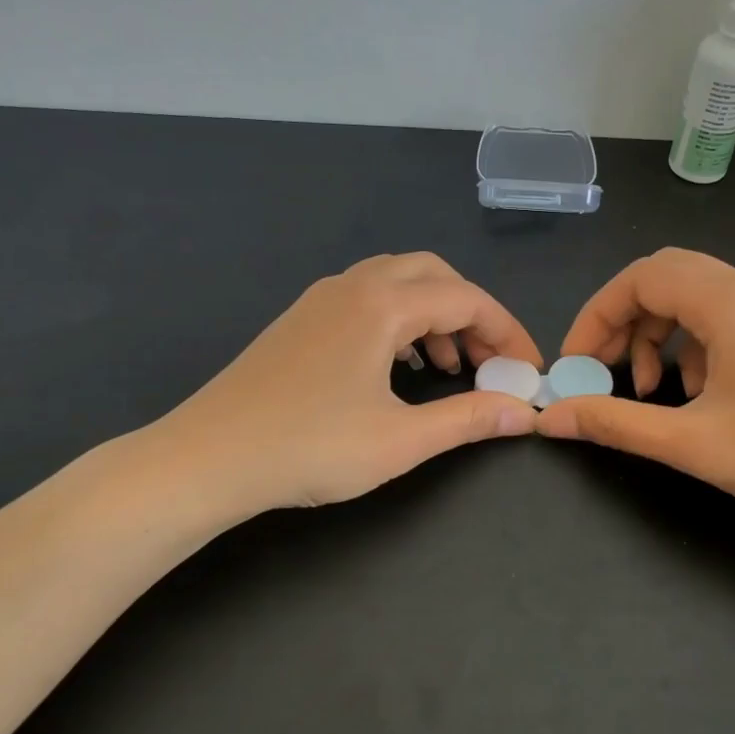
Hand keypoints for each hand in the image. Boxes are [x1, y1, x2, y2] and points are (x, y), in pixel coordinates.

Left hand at [137, 254, 542, 524]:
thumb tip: (523, 412)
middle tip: (488, 361)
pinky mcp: (301, 320)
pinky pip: (367, 299)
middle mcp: (353, 286)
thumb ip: (468, 419)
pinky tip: (399, 365)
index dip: (507, 332)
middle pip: (434, 274)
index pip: (467, 298)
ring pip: (397, 282)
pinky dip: (400, 319)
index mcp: (381, 304)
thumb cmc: (308, 448)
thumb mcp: (400, 440)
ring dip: (435, 314)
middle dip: (472, 313)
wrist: (206, 459)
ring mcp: (321, 299)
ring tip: (450, 366)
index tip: (528, 370)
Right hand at [536, 249, 734, 535]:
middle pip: (664, 277)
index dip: (596, 315)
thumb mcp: (690, 442)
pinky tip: (697, 392)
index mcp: (730, 302)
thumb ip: (614, 422)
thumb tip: (550, 418)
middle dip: (622, 320)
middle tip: (603, 367)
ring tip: (651, 390)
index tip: (576, 362)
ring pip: (693, 295)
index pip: (640, 278)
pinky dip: (692, 343)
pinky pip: (723, 315)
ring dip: (657, 333)